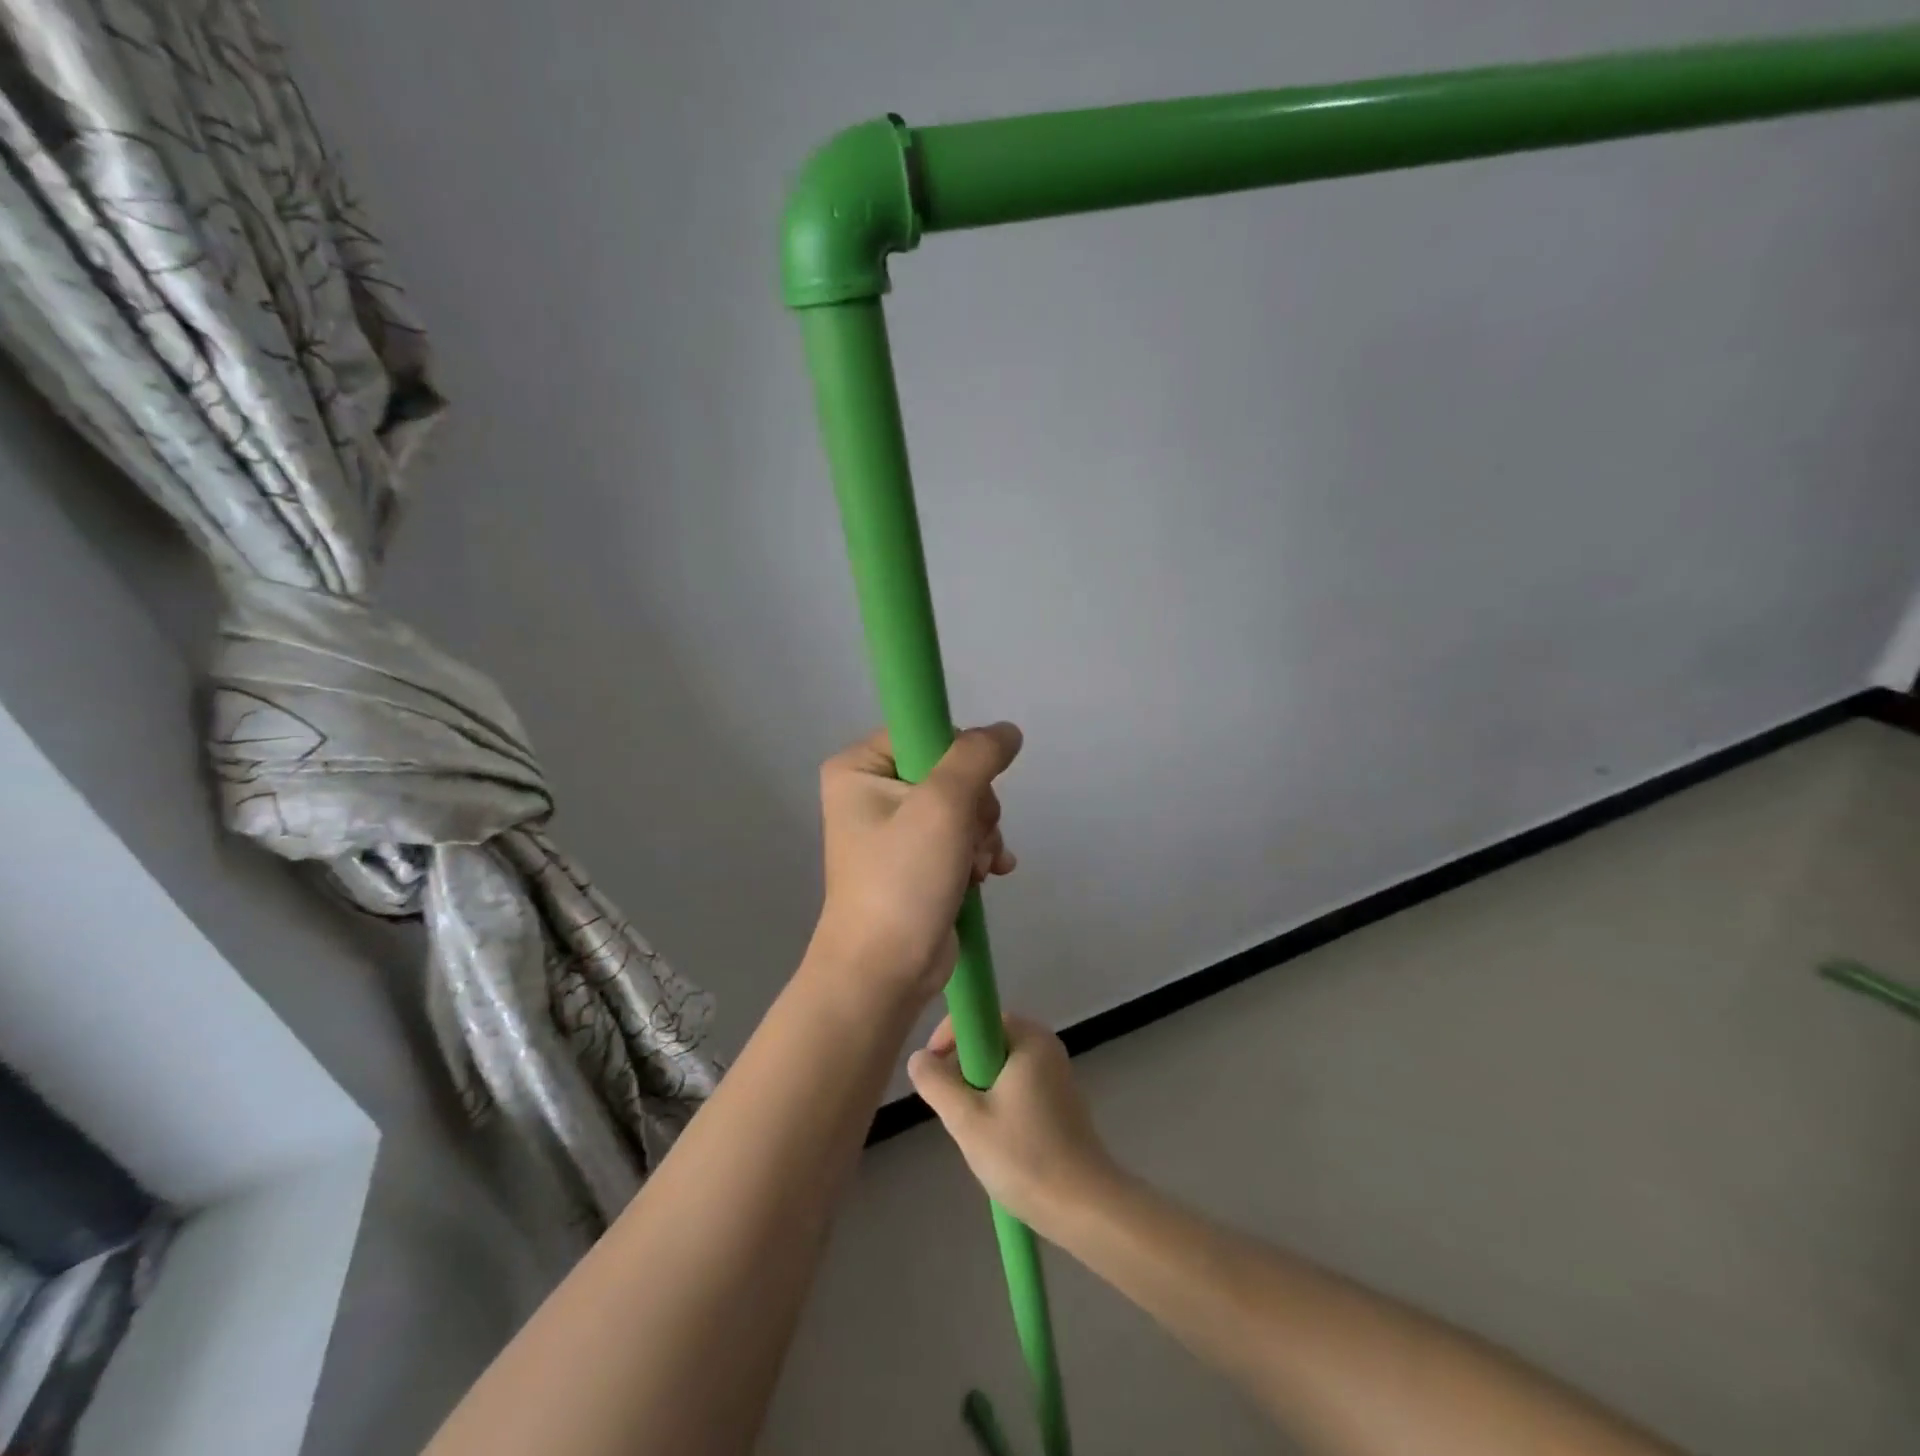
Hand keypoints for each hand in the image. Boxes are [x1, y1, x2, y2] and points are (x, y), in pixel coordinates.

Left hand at [812, 723, 1022, 1006]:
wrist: (885, 972)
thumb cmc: (902, 880)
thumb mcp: (942, 805)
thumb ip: (977, 756)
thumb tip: (1007, 731)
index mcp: (859, 768)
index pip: (925, 732)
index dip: (958, 758)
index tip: (967, 793)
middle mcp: (873, 791)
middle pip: (951, 771)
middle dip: (975, 808)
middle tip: (968, 839)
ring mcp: (897, 828)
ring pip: (964, 805)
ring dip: (982, 834)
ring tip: (975, 866)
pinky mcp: (918, 860)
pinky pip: (963, 836)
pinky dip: (981, 852)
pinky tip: (990, 874)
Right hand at [908, 1015, 1120, 1236]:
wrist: (1084, 1209)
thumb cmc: (1023, 1157)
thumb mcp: (966, 1120)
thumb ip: (936, 1083)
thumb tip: (919, 1058)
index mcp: (1030, 1038)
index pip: (979, 1017)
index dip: (949, 1038)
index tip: (932, 1071)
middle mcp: (1047, 1046)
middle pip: (989, 1042)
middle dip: (963, 1070)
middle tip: (951, 1107)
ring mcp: (1057, 1074)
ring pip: (1001, 1068)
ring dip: (979, 1090)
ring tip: (972, 1129)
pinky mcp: (1061, 1102)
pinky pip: (1018, 1086)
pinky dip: (999, 1103)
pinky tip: (996, 1140)